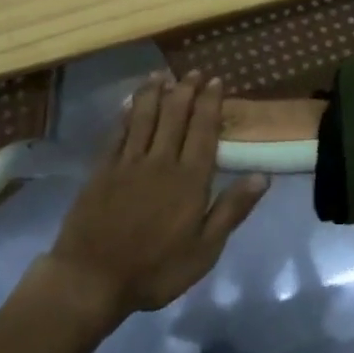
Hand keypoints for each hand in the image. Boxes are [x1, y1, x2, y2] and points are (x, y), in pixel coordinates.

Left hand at [43, 73, 267, 321]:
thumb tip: (263, 175)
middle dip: (186, 89)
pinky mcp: (102, 169)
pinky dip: (127, 113)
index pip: (203, 130)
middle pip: (175, 115)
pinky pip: (118, 132)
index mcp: (190, 179)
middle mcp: (161, 161)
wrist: (90, 280)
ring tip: (163, 74)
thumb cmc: (155, 270)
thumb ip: (232, 210)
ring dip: (155, 92)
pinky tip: (131, 102)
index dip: (210, 103)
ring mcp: (128, 162)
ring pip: (145, 116)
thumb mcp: (204, 251)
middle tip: (194, 72)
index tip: (216, 81)